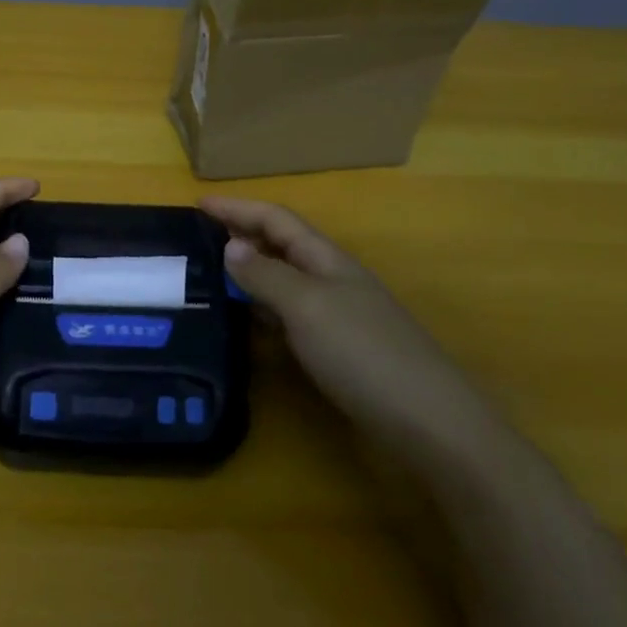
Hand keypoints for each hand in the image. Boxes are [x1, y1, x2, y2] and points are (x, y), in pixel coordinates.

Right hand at [198, 196, 501, 463]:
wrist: (429, 423)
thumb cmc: (364, 353)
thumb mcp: (307, 307)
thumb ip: (267, 275)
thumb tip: (231, 245)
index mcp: (327, 260)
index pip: (276, 219)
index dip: (237, 208)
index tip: (197, 204)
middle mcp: (333, 280)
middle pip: (282, 245)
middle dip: (242, 235)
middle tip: (198, 239)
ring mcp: (339, 316)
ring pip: (286, 280)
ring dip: (251, 271)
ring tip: (212, 275)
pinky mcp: (339, 350)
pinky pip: (291, 314)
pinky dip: (264, 308)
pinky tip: (249, 321)